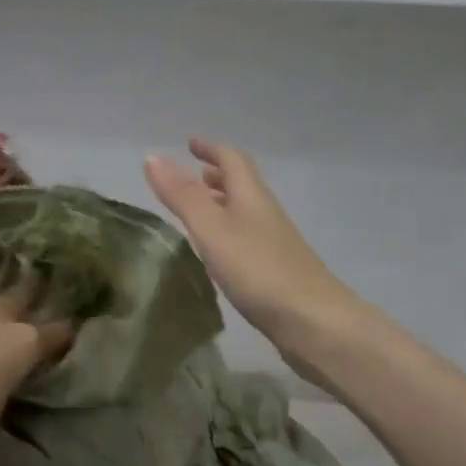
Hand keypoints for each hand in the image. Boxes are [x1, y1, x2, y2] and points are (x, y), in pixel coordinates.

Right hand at [145, 139, 362, 358]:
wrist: (312, 321)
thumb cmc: (258, 270)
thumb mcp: (212, 229)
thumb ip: (183, 195)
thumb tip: (152, 156)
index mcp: (251, 196)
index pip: (232, 159)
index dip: (210, 148)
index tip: (189, 143)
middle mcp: (265, 212)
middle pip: (242, 183)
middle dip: (217, 173)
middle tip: (193, 173)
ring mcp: (274, 242)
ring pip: (245, 210)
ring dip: (222, 201)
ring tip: (198, 208)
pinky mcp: (275, 269)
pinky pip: (247, 236)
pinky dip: (228, 229)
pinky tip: (218, 249)